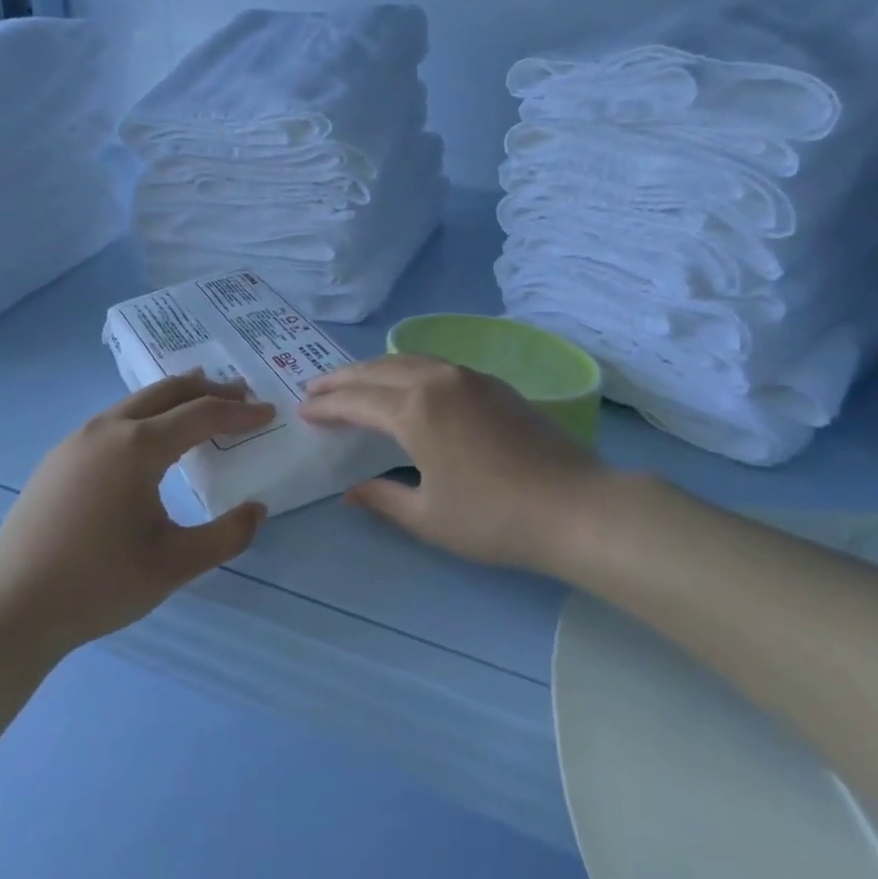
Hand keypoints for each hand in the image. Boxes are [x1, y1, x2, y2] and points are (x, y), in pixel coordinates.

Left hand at [0, 372, 273, 656]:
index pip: (201, 415)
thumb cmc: (98, 585)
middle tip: (241, 394)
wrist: (9, 611)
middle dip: (209, 389)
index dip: (240, 413)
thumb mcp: (174, 566)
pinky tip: (150, 439)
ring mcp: (76, 441)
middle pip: (167, 391)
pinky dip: (146, 415)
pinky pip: (114, 420)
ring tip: (201, 403)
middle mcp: (107, 430)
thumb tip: (257, 509)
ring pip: (136, 402)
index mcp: (137, 447)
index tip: (269, 413)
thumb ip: (226, 536)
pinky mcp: (58, 458)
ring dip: (175, 398)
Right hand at [299, 354, 608, 573]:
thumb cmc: (493, 518)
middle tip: (317, 388)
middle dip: (343, 378)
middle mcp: (438, 380)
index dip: (327, 406)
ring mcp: (469, 377)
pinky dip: (407, 369)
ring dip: (375, 369)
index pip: (357, 401)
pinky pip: (436, 364)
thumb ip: (383, 499)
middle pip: (378, 369)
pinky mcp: (493, 383)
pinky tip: (406, 385)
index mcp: (415, 410)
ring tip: (355, 382)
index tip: (304, 410)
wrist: (573, 506)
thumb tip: (350, 492)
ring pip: (409, 359)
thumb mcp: (428, 517)